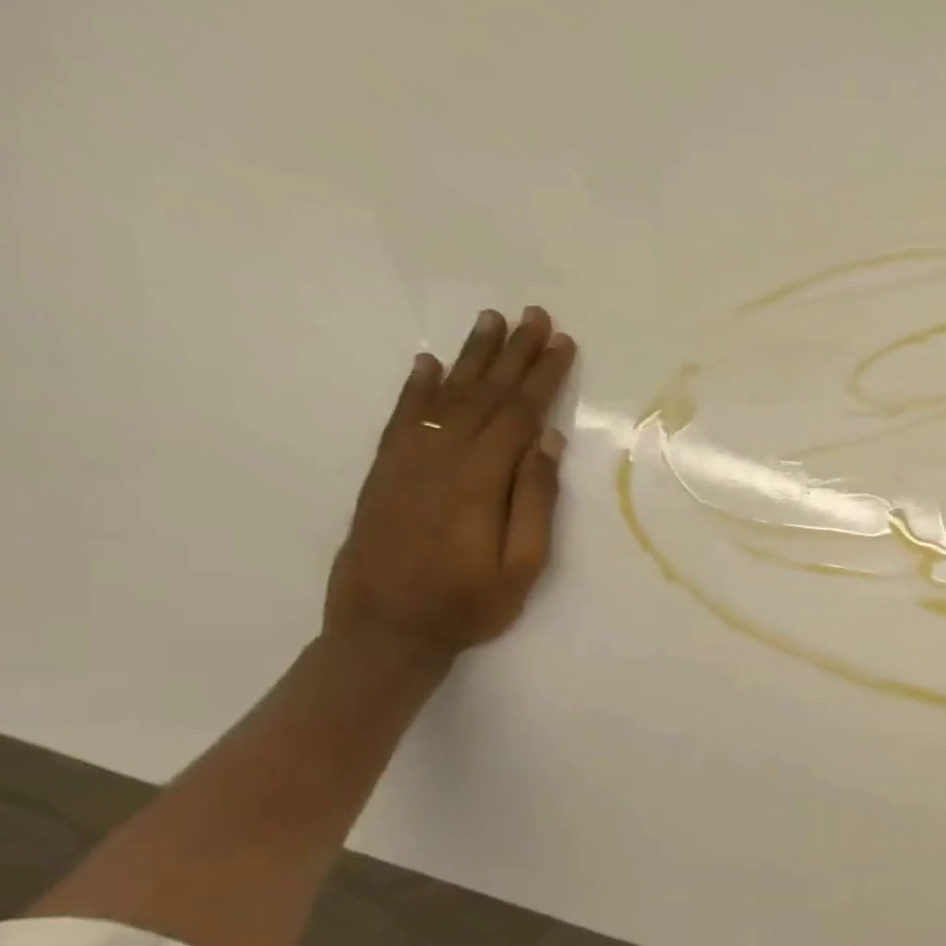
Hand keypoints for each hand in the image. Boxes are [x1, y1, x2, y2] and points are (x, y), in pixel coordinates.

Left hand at [324, 306, 575, 666]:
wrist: (384, 630)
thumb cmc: (468, 604)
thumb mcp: (523, 565)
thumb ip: (535, 500)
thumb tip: (548, 441)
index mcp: (480, 479)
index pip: (519, 414)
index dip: (542, 376)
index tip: (562, 343)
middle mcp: (440, 457)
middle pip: (483, 394)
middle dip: (513, 353)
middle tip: (533, 315)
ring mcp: (406, 461)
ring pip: (444, 395)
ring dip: (470, 356)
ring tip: (490, 321)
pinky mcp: (385, 471)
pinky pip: (403, 417)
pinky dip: (417, 387)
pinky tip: (428, 363)